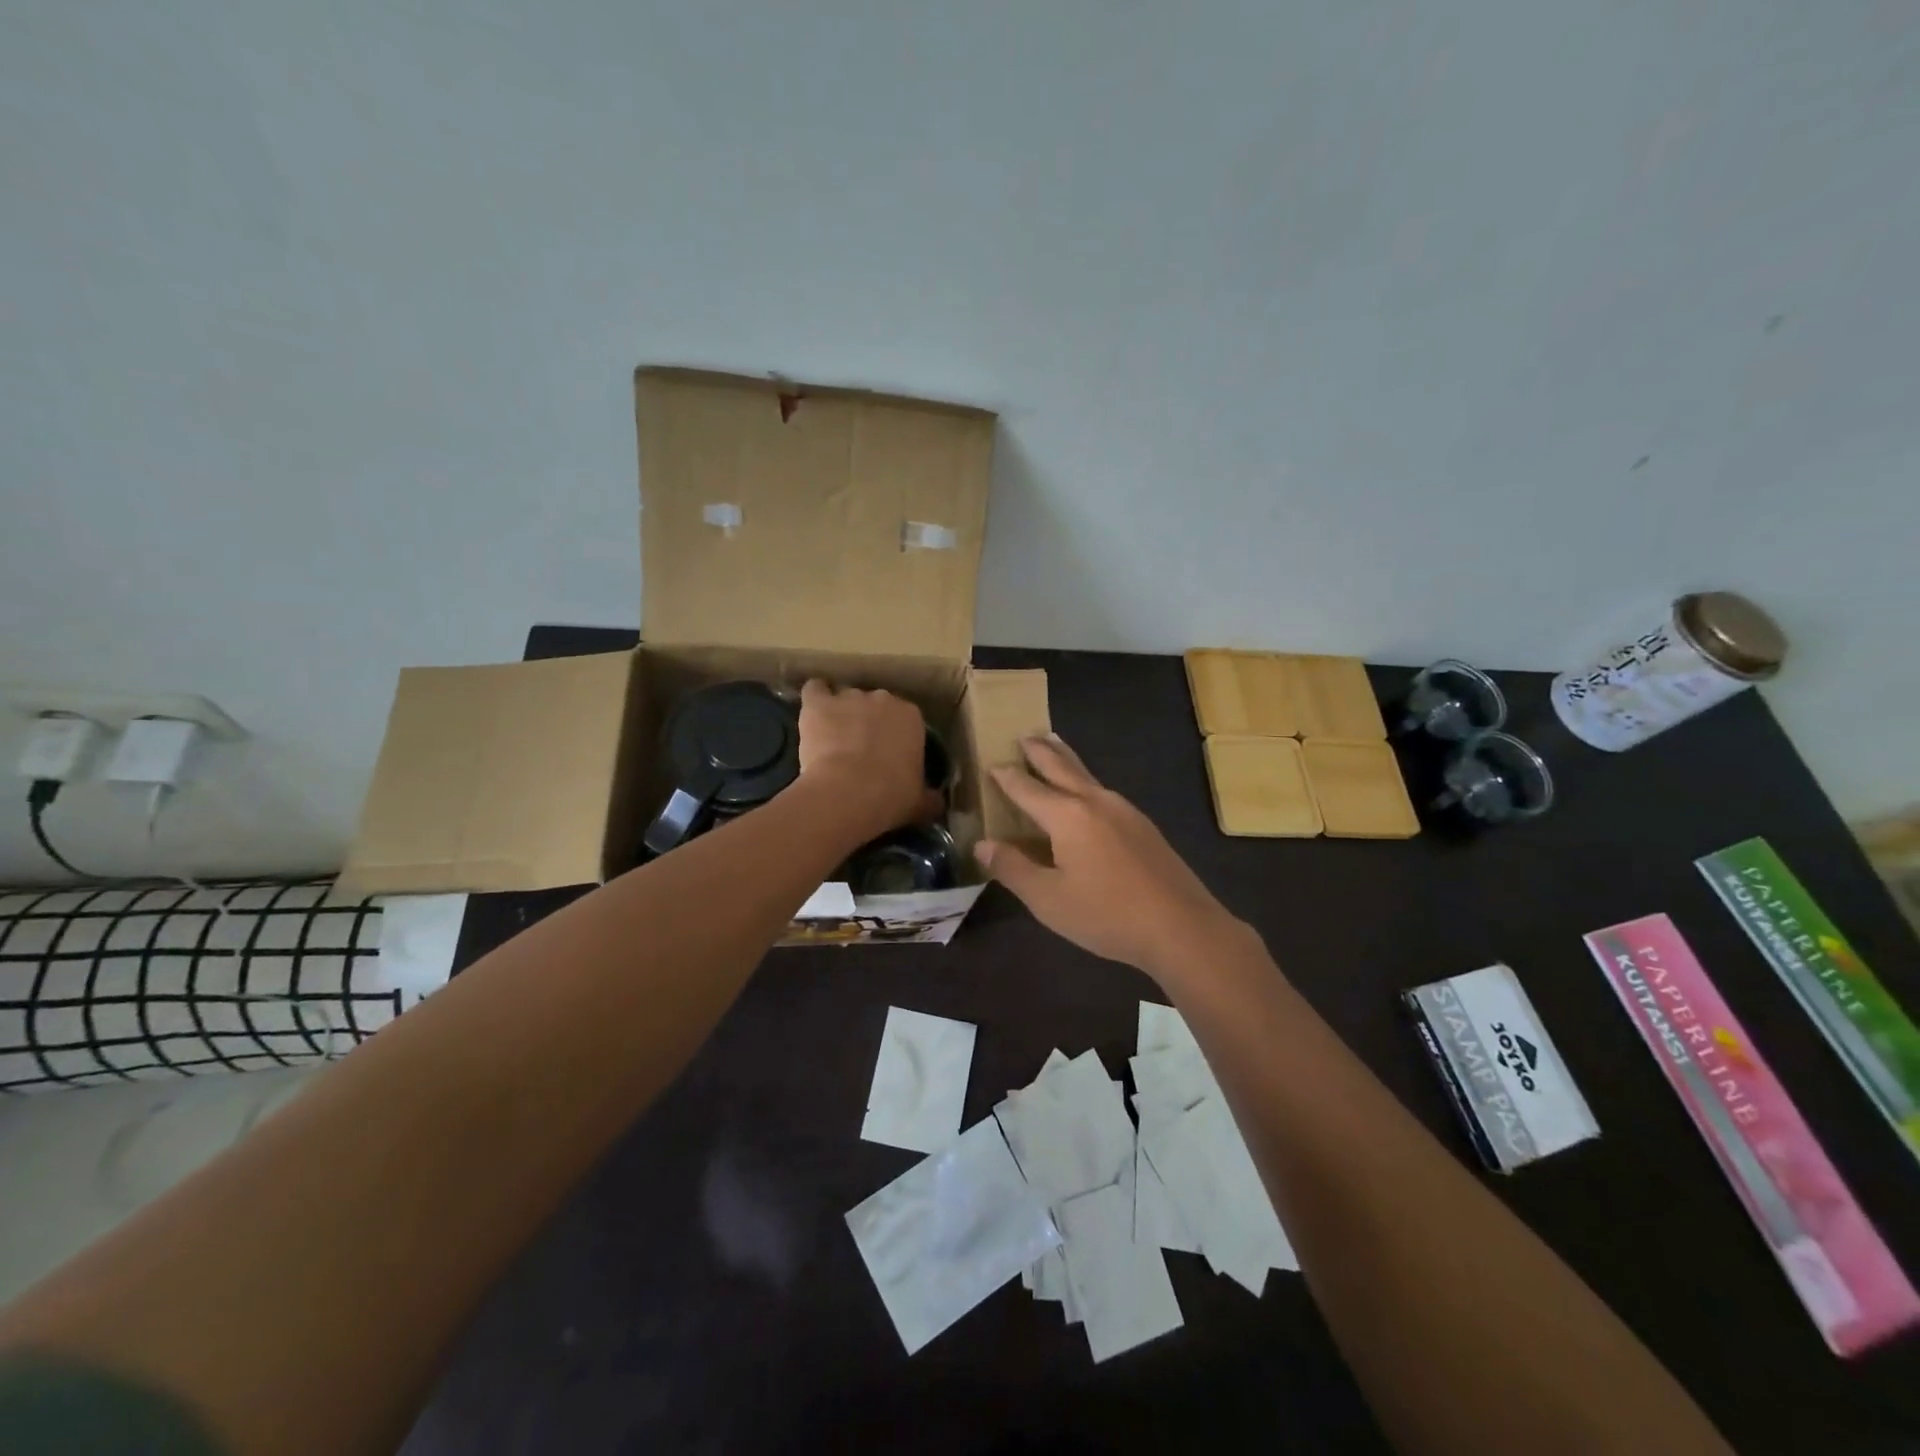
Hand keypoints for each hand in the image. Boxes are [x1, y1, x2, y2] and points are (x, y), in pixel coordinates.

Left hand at [796, 680, 938, 841]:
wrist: (848, 792)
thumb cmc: (891, 796)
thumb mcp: (920, 802)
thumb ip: (929, 798)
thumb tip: (937, 802)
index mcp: (912, 717)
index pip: (906, 719)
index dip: (896, 736)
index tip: (890, 756)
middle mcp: (883, 699)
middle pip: (875, 705)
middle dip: (869, 722)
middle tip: (862, 750)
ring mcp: (849, 697)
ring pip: (845, 699)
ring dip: (841, 714)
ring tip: (833, 739)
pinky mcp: (819, 704)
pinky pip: (815, 690)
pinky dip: (814, 698)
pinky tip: (813, 714)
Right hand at [975, 735, 1246, 978]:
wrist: (1181, 927)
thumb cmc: (1107, 914)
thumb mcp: (1048, 899)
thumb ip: (1013, 868)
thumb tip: (982, 844)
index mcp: (1067, 816)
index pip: (1027, 788)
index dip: (1006, 777)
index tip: (990, 764)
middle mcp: (1095, 802)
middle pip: (1061, 767)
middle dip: (1040, 751)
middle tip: (1025, 735)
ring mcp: (1124, 811)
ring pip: (1087, 775)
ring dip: (1065, 759)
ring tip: (1054, 746)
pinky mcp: (1143, 826)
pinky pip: (1103, 791)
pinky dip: (1085, 780)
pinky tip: (1088, 794)